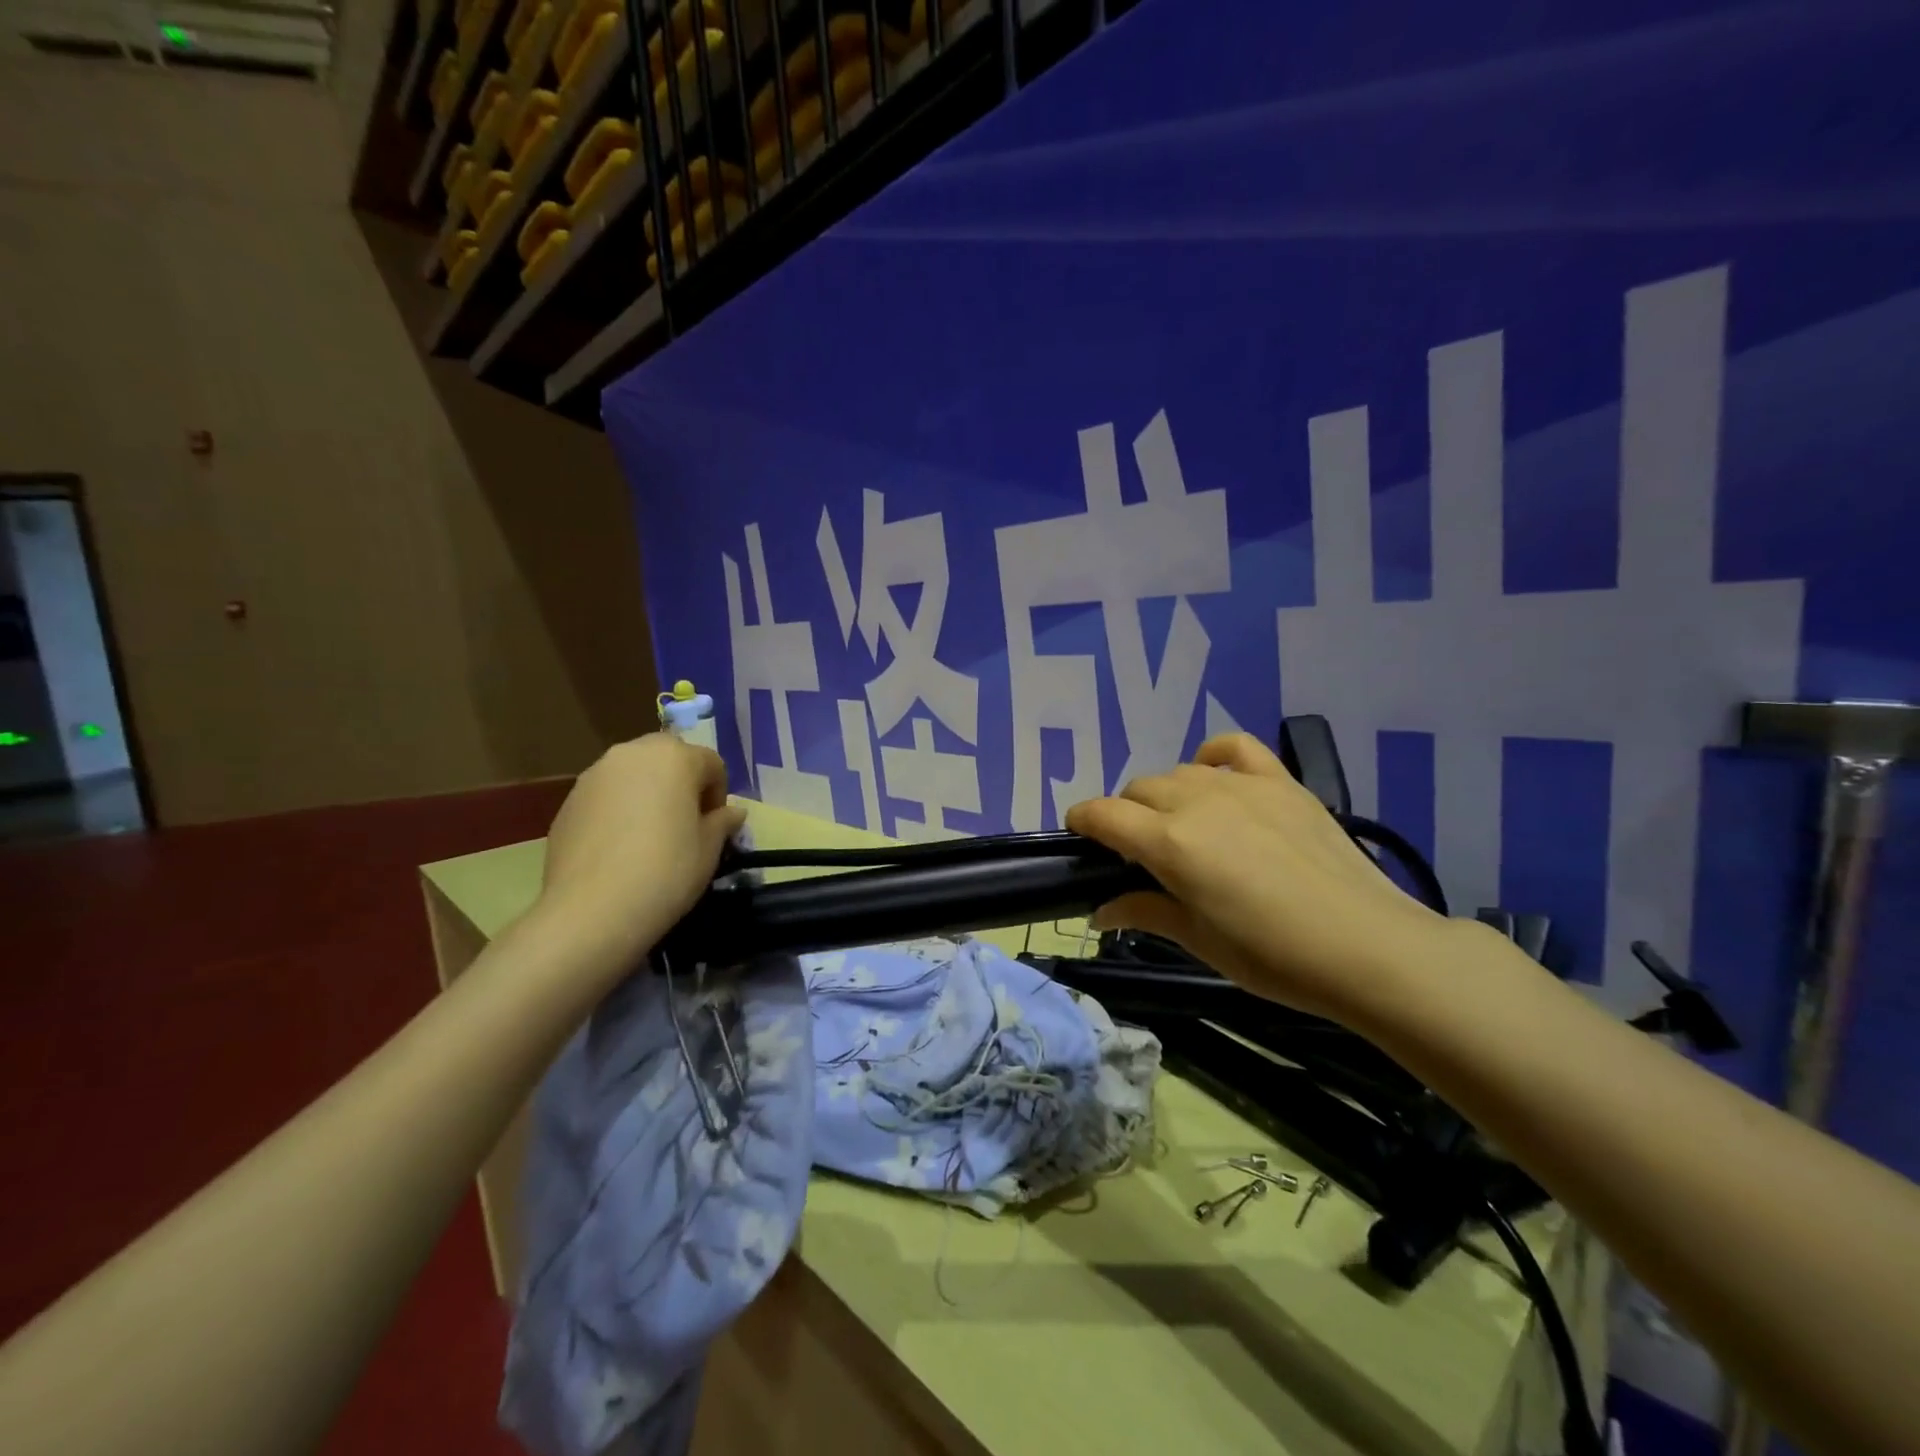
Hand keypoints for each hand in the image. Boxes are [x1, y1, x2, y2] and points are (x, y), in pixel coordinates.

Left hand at [534, 734, 745, 975]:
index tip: (715, 825)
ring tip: (650, 835)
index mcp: (675, 757)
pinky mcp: (568, 801)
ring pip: (633, 773)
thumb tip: (732, 812)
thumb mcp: (709, 849)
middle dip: (682, 782)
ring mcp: (594, 775)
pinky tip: (620, 847)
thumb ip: (722, 822)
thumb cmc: (666, 871)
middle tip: (685, 822)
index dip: (719, 793)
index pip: (711, 763)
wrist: (591, 911)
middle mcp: (632, 753)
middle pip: (668, 757)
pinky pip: (606, 795)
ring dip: (648, 792)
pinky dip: (619, 809)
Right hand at [1066, 733, 1452, 1023]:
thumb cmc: (1273, 957)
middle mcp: (1197, 801)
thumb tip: (1100, 911)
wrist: (1369, 948)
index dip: (1082, 821)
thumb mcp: (1199, 940)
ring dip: (1166, 796)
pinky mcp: (1281, 782)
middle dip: (1127, 816)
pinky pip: (1233, 748)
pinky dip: (1213, 758)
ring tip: (1183, 829)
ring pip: (1179, 772)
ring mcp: (1241, 785)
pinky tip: (1215, 779)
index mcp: (1170, 842)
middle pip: (1138, 790)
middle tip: (1143, 855)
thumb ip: (1144, 912)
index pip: (1103, 814)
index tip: (1079, 837)